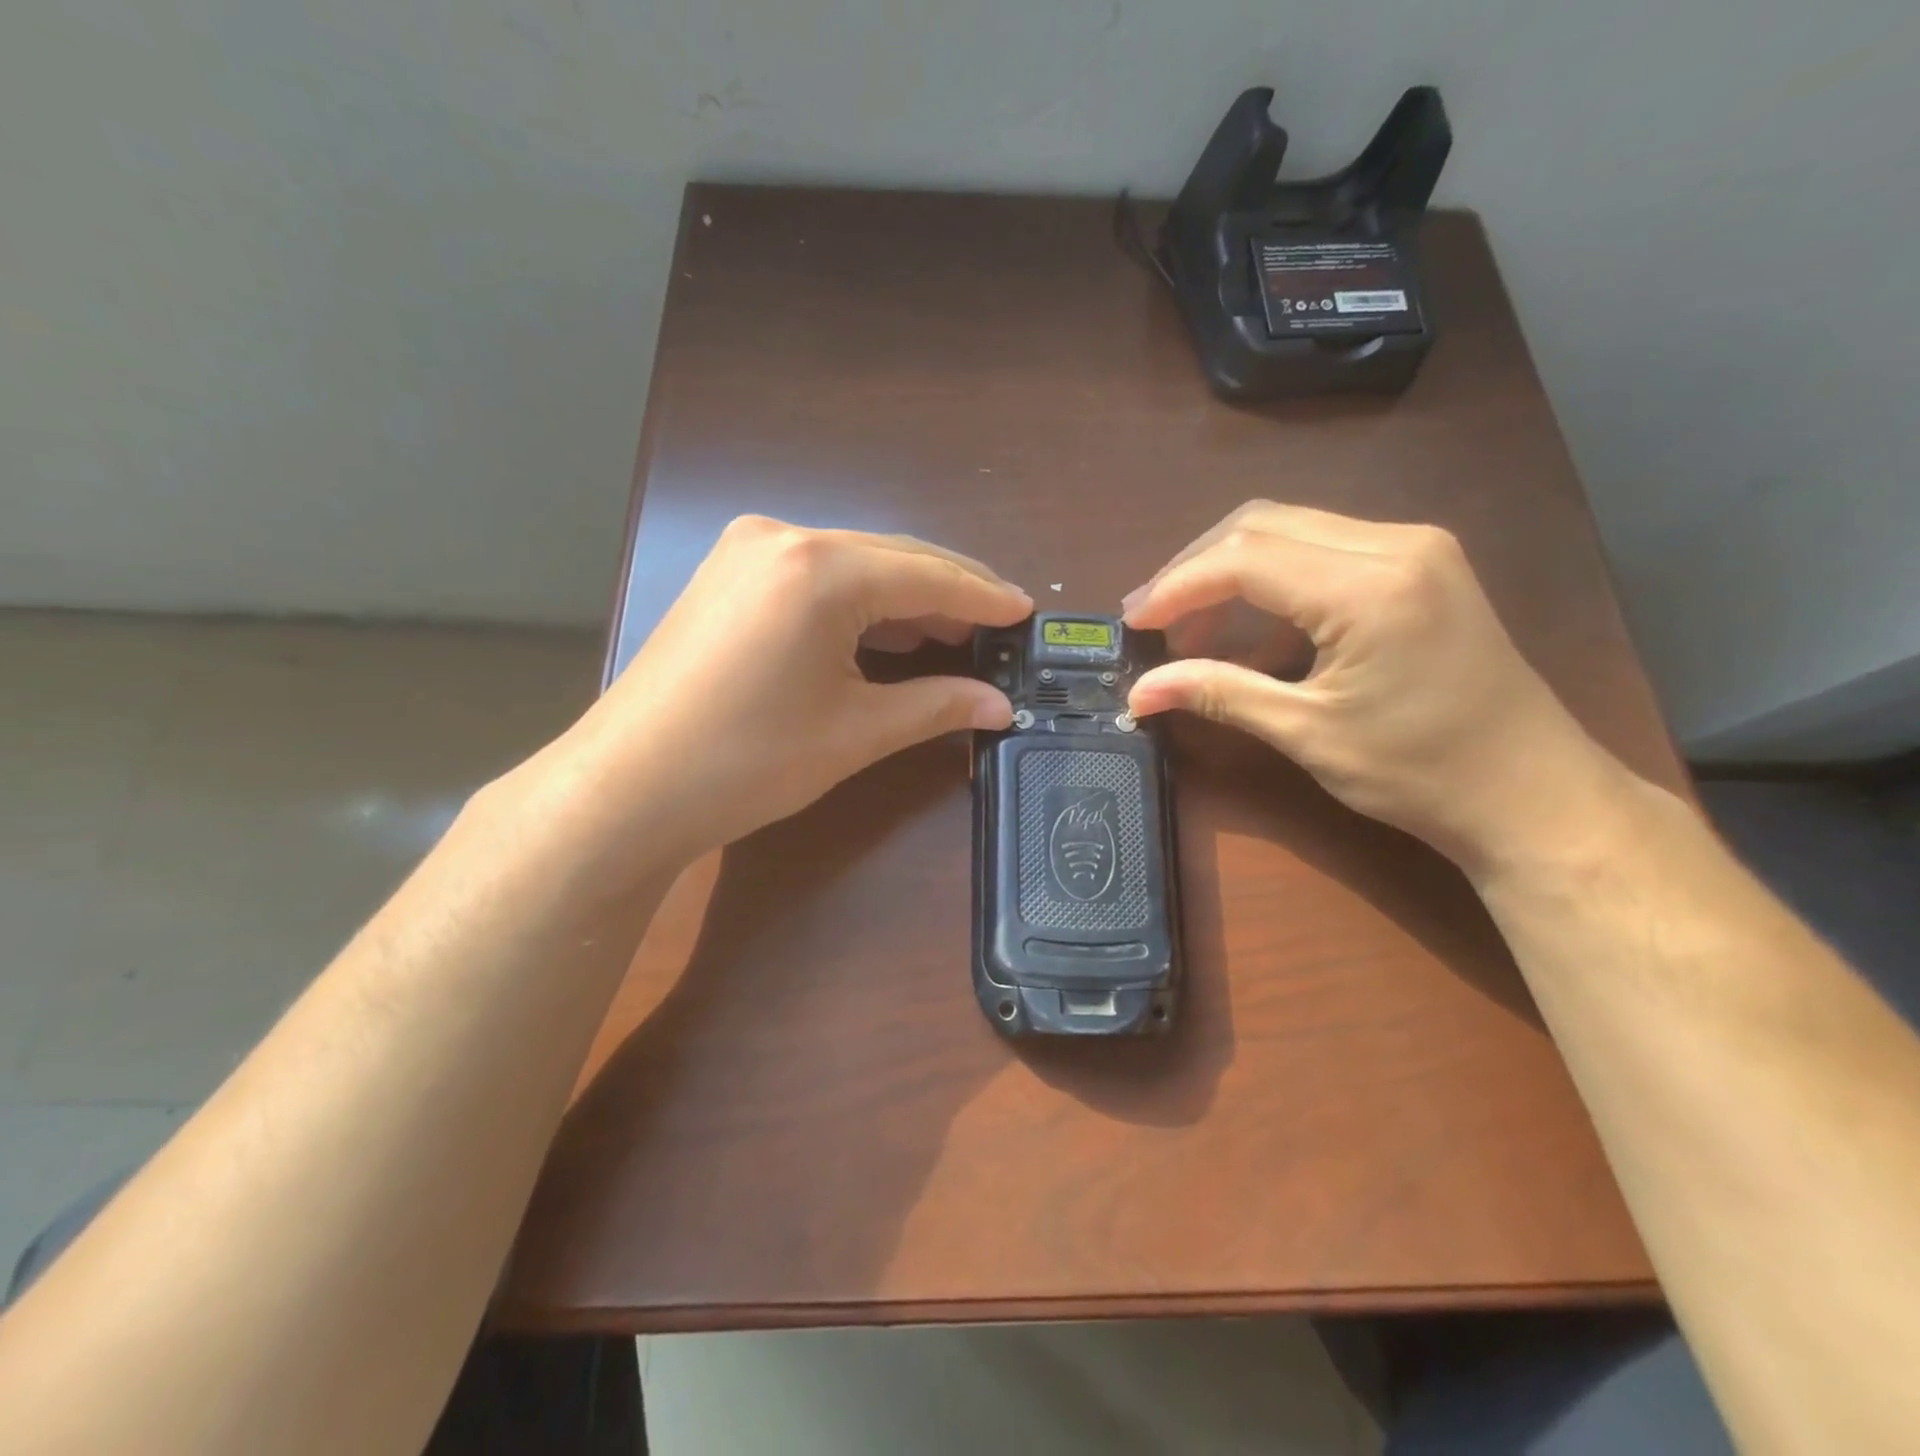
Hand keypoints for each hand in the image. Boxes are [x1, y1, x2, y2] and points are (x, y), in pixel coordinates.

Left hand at [544, 516, 1029, 876]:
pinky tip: (888, 631)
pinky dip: (860, 602)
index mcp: (819, 569)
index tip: (1026, 612)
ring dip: (905, 598)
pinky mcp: (728, 576)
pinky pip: (816, 576)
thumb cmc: (747, 762)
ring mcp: (746, 551)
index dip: (983, 596)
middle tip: (997, 628)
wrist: (626, 789)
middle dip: (948, 594)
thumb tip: (1000, 707)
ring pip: (854, 564)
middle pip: (892, 558)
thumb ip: (936, 707)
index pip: (926, 575)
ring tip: (955, 633)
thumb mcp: (855, 733)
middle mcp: (782, 538)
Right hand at [1122, 503, 1624, 874]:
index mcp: (1369, 587)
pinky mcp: (1418, 564)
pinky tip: (1249, 627)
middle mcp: (1394, 543)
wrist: (1533, 793)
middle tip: (1152, 620)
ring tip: (1191, 628)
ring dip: (1228, 570)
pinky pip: (1321, 549)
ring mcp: (1413, 547)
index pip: (1243, 559)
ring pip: (1289, 528)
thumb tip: (1138, 694)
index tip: (1133, 623)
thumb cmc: (1421, 773)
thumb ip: (1218, 695)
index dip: (1176, 587)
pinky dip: (1270, 578)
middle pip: (1261, 524)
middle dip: (1194, 568)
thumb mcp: (1307, 734)